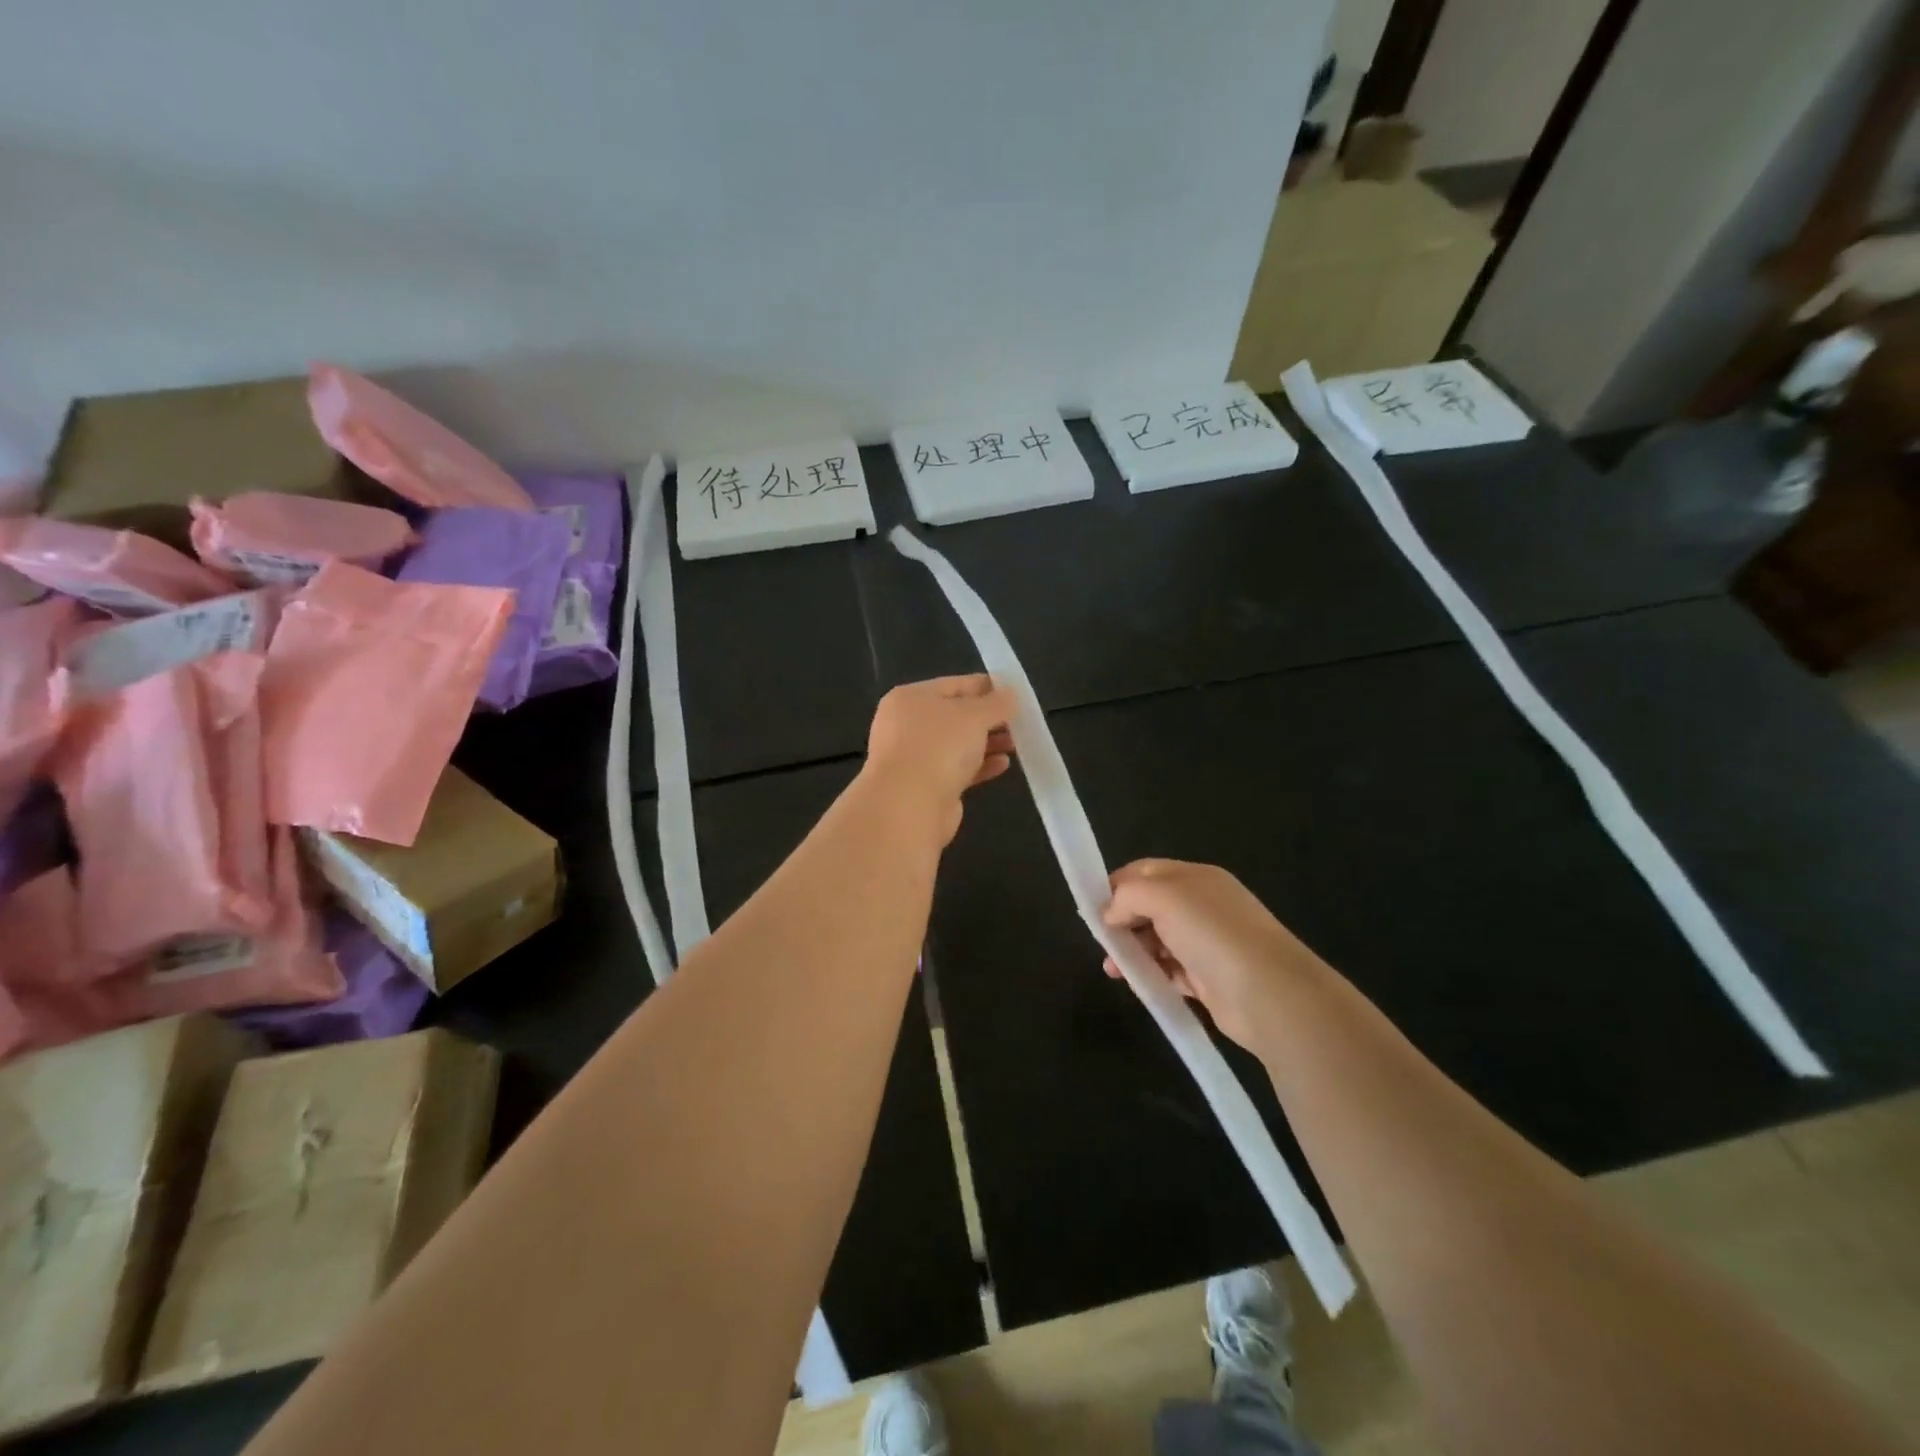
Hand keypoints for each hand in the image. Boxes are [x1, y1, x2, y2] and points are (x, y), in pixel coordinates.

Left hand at [861, 675, 1015, 843]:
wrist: (909, 805)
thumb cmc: (939, 746)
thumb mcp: (974, 715)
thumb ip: (997, 703)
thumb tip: (1011, 693)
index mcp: (910, 698)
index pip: (954, 684)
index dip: (985, 686)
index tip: (1014, 691)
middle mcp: (906, 725)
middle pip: (955, 716)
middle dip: (988, 718)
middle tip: (1018, 720)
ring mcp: (913, 758)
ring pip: (956, 744)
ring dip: (986, 743)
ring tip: (1016, 743)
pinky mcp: (924, 786)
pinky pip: (956, 770)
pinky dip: (979, 766)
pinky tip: (1003, 765)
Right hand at [1100, 859, 1324, 1047]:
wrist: (1269, 994)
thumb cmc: (1212, 933)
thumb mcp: (1163, 897)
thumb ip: (1128, 895)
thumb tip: (1110, 912)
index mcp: (1195, 877)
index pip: (1145, 871)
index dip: (1116, 885)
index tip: (1092, 907)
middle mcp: (1202, 906)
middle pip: (1149, 906)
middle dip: (1122, 920)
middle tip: (1103, 940)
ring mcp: (1207, 943)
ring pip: (1158, 940)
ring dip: (1132, 951)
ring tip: (1113, 969)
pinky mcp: (1208, 979)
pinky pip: (1170, 971)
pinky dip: (1151, 974)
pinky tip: (1136, 983)